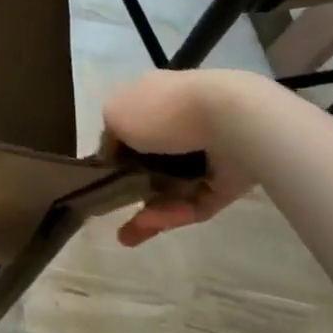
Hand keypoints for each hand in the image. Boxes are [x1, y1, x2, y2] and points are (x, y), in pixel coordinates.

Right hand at [102, 70, 258, 245]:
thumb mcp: (115, 115)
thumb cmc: (163, 112)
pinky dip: (174, 213)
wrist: (229, 121)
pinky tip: (151, 224)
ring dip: (150, 209)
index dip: (116, 151)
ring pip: (173, 186)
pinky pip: (196, 200)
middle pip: (151, 160)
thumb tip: (114, 154)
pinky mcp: (227, 181)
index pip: (131, 124)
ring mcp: (206, 152)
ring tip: (128, 235)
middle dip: (132, 188)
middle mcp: (179, 122)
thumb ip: (109, 137)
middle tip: (114, 210)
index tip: (103, 176)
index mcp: (153, 97)